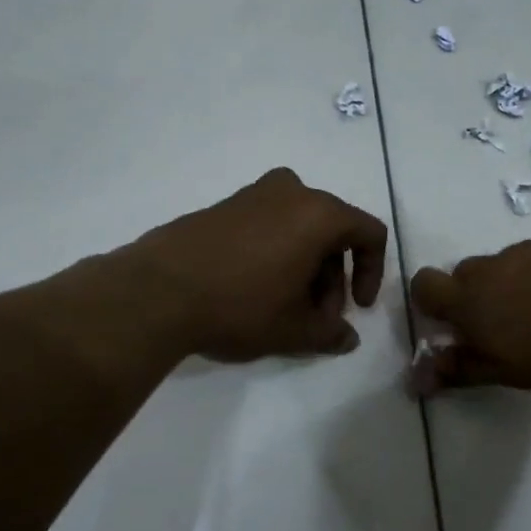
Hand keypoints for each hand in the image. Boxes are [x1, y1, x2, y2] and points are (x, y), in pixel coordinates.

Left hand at [127, 168, 388, 361]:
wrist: (157, 290)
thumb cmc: (240, 305)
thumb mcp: (293, 330)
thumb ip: (330, 333)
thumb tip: (348, 338)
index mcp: (318, 213)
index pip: (368, 233)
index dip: (372, 272)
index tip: (357, 308)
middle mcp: (290, 192)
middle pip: (332, 232)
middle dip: (332, 278)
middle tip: (316, 318)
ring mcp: (252, 194)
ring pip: (298, 229)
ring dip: (305, 267)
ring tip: (285, 309)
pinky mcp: (222, 206)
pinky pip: (267, 225)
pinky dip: (276, 253)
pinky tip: (255, 290)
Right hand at [410, 236, 530, 404]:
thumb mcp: (515, 375)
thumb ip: (464, 369)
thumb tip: (415, 379)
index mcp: (476, 301)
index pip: (425, 285)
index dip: (433, 303)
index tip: (456, 326)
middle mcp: (500, 265)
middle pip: (469, 273)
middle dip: (479, 297)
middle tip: (512, 330)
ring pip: (513, 263)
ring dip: (520, 284)